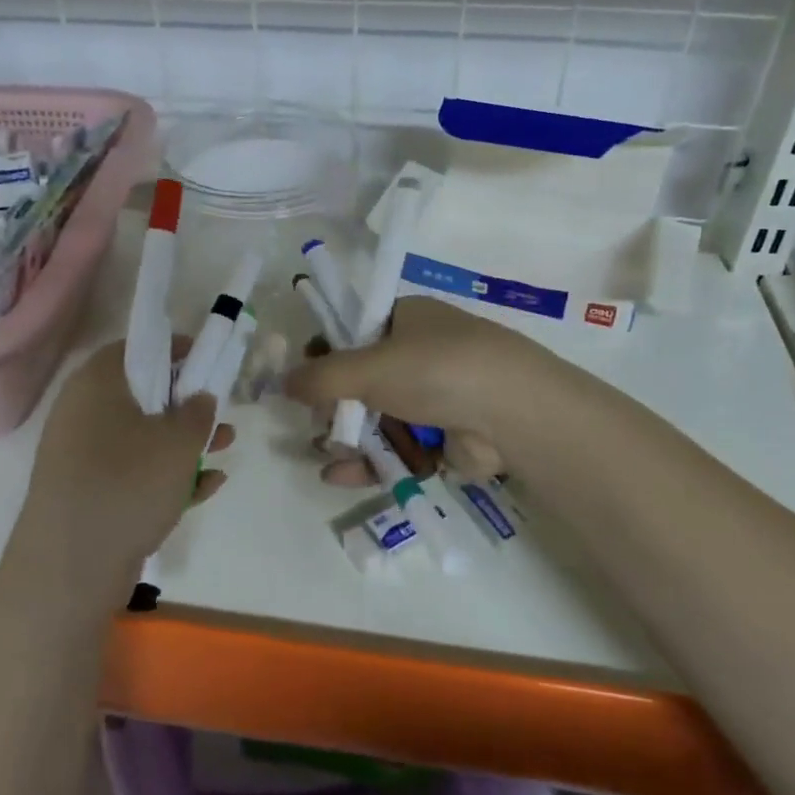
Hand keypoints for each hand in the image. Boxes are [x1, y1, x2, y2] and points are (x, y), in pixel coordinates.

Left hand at [9, 339, 231, 605]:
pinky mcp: (86, 491)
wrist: (69, 567)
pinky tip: (207, 487)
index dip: (176, 351)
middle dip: (186, 405)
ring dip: (183, 442)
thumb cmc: (128, 484)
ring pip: (140, 436)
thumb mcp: (179, 443)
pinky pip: (131, 471)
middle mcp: (82, 412)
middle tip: (219, 413)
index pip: (137, 348)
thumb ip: (198, 412)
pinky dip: (165, 474)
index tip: (207, 363)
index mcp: (97, 383)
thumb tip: (199, 398)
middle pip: (142, 394)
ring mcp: (80, 454)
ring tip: (225, 448)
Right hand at [283, 296, 537, 485]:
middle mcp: (421, 354)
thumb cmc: (435, 370)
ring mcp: (436, 397)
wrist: (511, 413)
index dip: (327, 356)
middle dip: (336, 408)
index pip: (355, 333)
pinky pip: (398, 448)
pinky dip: (371, 462)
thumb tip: (283, 382)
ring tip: (324, 455)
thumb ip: (321, 376)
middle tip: (315, 425)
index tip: (305, 381)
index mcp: (408, 319)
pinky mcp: (444, 437)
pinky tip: (339, 475)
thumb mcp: (369, 365)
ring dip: (350, 439)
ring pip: (379, 419)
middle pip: (364, 382)